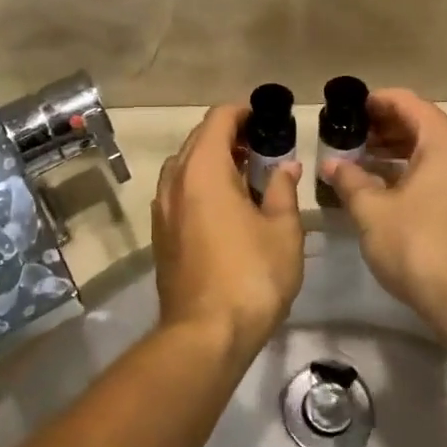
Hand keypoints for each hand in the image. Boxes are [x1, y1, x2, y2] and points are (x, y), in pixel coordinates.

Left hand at [153, 105, 303, 356]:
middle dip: (230, 135)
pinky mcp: (160, 234)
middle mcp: (175, 181)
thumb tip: (285, 167)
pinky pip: (179, 191)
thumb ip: (283, 190)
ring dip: (213, 160)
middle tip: (264, 146)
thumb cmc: (251, 276)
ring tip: (247, 174)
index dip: (243, 111)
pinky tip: (226, 205)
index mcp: (203, 169)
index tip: (268, 118)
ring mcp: (162, 208)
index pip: (218, 119)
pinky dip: (201, 184)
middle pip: (198, 139)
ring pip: (185, 166)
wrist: (204, 335)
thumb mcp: (283, 231)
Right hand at [320, 89, 446, 317]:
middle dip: (385, 129)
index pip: (408, 103)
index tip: (348, 109)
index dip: (375, 102)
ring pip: (433, 153)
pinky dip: (415, 173)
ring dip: (398, 153)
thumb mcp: (372, 210)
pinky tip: (386, 190)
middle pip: (423, 126)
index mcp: (446, 143)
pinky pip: (443, 176)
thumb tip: (331, 164)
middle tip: (350, 137)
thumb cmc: (417, 243)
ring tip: (362, 162)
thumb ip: (350, 180)